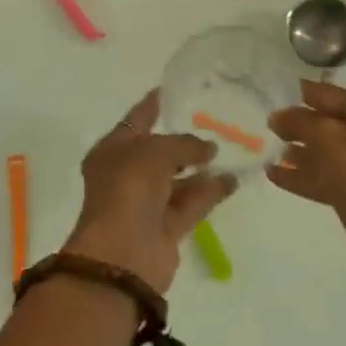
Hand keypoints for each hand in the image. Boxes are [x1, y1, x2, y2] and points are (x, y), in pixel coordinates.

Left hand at [63, 90, 237, 294]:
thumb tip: (209, 149)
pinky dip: (210, 191)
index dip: (154, 104)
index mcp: (112, 150)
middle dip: (184, 139)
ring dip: (201, 167)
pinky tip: (233, 179)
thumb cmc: (129, 188)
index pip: (136, 119)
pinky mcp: (166, 228)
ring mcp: (146, 202)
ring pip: (178, 178)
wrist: (123, 256)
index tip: (175, 89)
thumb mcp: (156, 151)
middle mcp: (127, 174)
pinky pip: (191, 202)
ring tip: (231, 149)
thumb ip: (185, 144)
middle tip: (213, 120)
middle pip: (159, 150)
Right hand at [268, 79, 345, 309]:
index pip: (333, 95)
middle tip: (271, 130)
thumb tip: (279, 116)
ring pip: (335, 152)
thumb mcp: (326, 140)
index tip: (276, 94)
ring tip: (272, 156)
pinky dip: (312, 175)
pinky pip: (339, 176)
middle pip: (333, 124)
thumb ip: (299, 121)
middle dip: (301, 128)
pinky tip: (279, 177)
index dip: (302, 95)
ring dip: (304, 154)